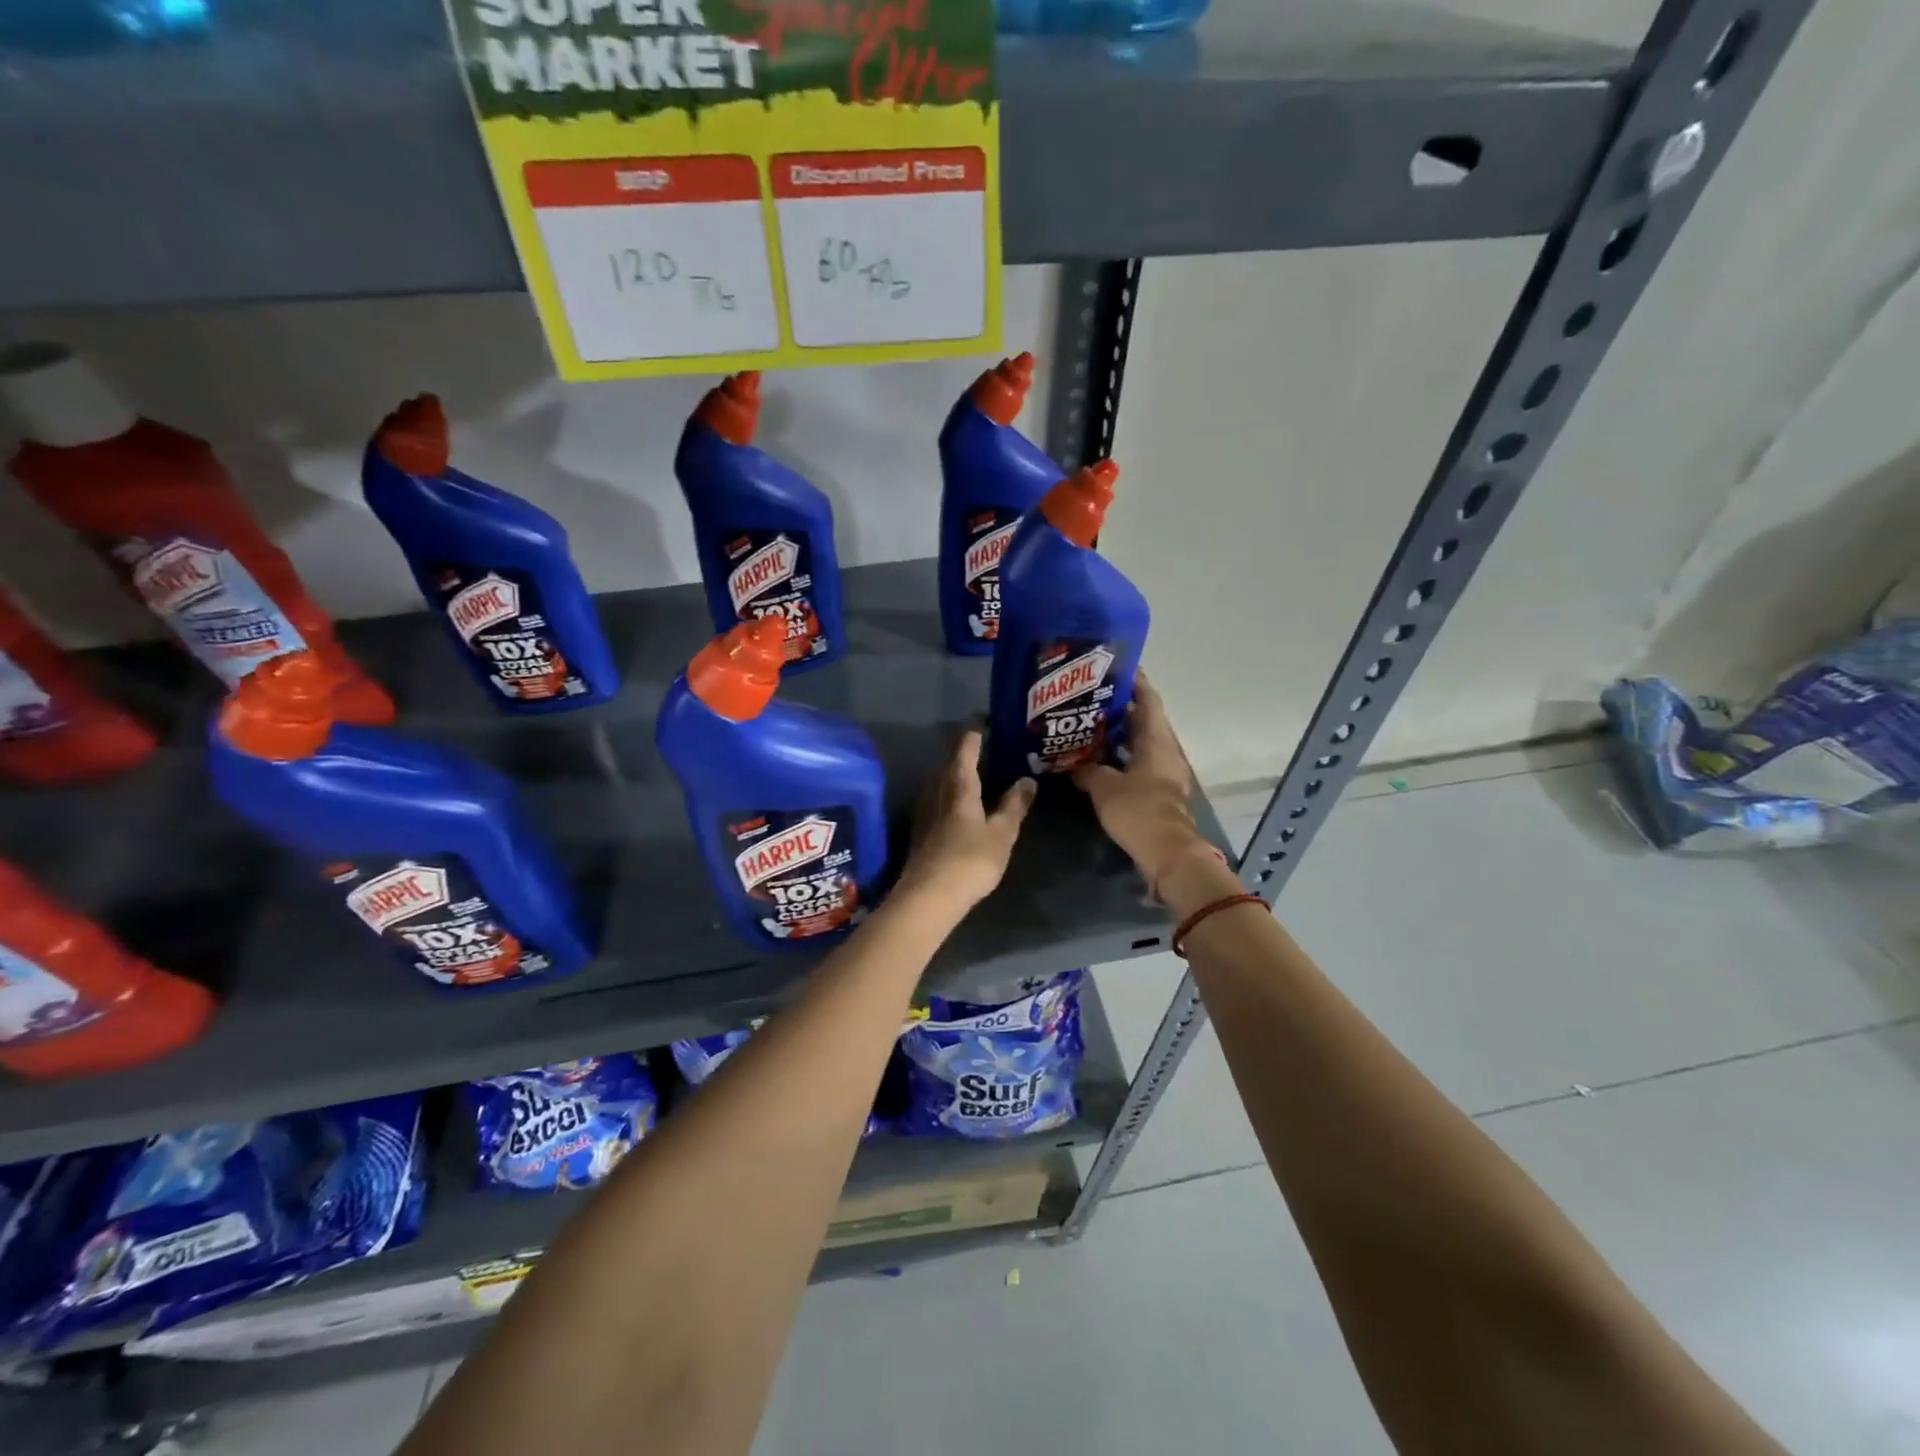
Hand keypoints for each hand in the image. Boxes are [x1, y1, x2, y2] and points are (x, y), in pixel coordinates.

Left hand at [896, 728, 1035, 913]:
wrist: (928, 897)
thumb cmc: (970, 860)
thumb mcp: (1002, 834)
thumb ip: (1014, 806)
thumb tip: (1027, 780)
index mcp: (959, 786)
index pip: (965, 750)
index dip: (975, 734)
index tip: (985, 722)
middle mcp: (937, 792)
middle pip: (949, 765)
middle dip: (965, 754)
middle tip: (985, 749)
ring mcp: (925, 813)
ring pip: (940, 784)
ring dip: (955, 776)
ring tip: (975, 776)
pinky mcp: (920, 833)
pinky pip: (937, 803)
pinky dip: (949, 797)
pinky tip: (958, 808)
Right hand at [1074, 676, 1220, 900]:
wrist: (1167, 853)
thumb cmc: (1138, 810)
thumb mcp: (1103, 786)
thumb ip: (1087, 770)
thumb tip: (1074, 764)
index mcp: (1155, 740)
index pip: (1148, 699)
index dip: (1135, 682)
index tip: (1116, 668)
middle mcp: (1164, 750)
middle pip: (1144, 720)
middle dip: (1121, 708)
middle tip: (1092, 697)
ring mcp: (1164, 772)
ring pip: (1141, 744)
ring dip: (1120, 735)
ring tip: (1089, 726)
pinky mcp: (1159, 791)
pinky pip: (1138, 764)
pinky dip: (1121, 758)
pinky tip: (1098, 760)